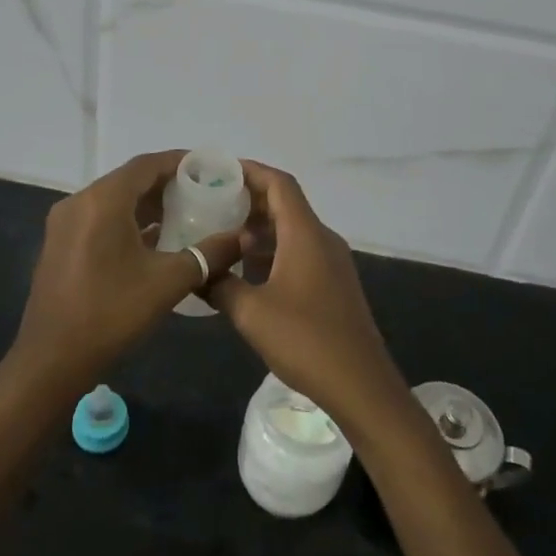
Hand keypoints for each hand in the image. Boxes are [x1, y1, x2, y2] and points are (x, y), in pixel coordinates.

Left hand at [8, 151, 243, 398]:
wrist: (52, 359)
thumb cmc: (112, 313)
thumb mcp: (168, 282)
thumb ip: (208, 254)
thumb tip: (244, 238)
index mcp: (103, 201)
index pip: (146, 165)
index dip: (179, 162)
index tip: (208, 168)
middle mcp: (79, 202)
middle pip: (128, 179)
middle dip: (165, 183)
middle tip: (202, 192)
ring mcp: (64, 223)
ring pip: (113, 200)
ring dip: (146, 203)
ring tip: (183, 213)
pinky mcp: (59, 244)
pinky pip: (99, 218)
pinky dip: (126, 220)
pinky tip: (152, 239)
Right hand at [207, 160, 408, 431]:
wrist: (360, 384)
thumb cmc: (305, 340)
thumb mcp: (251, 312)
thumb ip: (220, 285)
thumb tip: (196, 271)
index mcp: (306, 234)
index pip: (279, 184)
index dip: (250, 171)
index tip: (219, 171)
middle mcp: (322, 239)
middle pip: (285, 204)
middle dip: (249, 201)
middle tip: (211, 204)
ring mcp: (332, 262)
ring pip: (292, 230)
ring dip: (260, 230)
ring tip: (222, 237)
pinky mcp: (334, 284)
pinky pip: (300, 252)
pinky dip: (273, 252)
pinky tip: (247, 273)